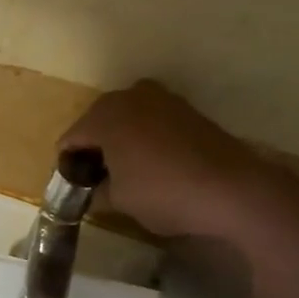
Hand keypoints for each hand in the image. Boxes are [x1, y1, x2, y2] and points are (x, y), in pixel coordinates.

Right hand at [60, 81, 262, 236]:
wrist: (231, 189)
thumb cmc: (163, 193)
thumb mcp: (119, 201)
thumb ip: (97, 191)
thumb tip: (93, 190)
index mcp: (104, 116)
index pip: (70, 139)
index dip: (67, 165)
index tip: (72, 188)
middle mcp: (129, 97)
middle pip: (96, 122)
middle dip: (93, 148)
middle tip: (95, 180)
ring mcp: (162, 98)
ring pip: (126, 118)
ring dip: (120, 140)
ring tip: (124, 171)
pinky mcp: (187, 109)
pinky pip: (151, 120)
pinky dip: (144, 137)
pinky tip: (152, 164)